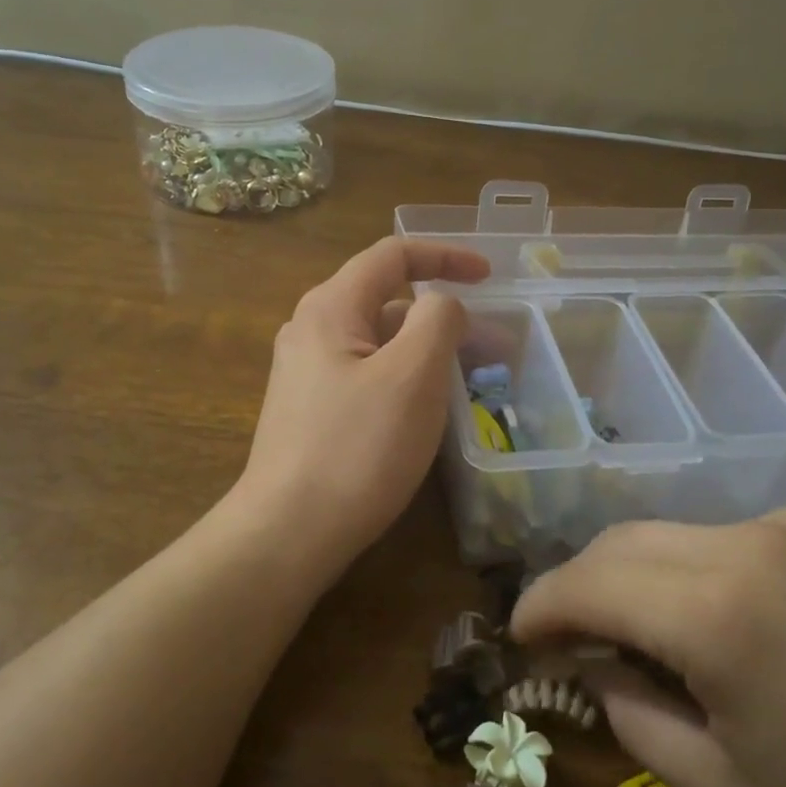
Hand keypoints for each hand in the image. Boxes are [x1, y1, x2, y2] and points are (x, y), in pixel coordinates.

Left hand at [232, 237, 489, 578]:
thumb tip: (442, 304)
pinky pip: (369, 376)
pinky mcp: (312, 410)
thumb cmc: (357, 448)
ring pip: (381, 343)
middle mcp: (312, 330)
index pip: (393, 255)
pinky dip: (407, 378)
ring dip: (429, 351)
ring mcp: (308, 373)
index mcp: (331, 307)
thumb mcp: (413, 375)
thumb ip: (438, 319)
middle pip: (389, 301)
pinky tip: (430, 411)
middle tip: (496, 349)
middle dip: (446, 317)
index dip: (446, 255)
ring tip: (473, 382)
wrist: (289, 531)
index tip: (491, 276)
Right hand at [510, 508, 785, 786]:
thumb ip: (632, 715)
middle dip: (586, 582)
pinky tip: (759, 618)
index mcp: (718, 615)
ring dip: (656, 577)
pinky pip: (749, 534)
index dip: (540, 604)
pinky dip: (722, 569)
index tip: (520, 632)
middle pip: (626, 540)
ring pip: (685, 533)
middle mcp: (752, 540)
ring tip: (674, 633)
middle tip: (577, 630)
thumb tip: (594, 663)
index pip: (588, 583)